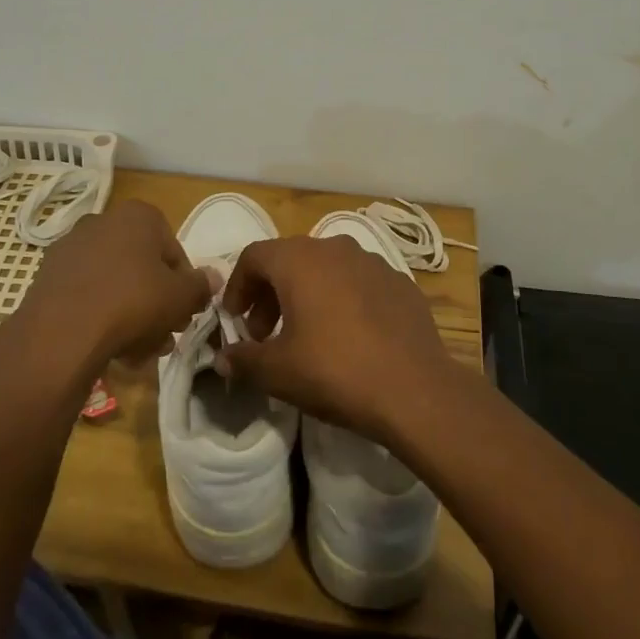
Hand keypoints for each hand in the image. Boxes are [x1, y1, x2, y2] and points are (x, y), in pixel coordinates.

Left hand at [18, 202, 211, 373]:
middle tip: (165, 335)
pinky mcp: (48, 277)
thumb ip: (201, 286)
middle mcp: (102, 221)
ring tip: (140, 352)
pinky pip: (87, 295)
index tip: (184, 312)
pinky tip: (110, 350)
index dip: (183, 285)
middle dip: (156, 303)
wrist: (62, 333)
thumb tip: (213, 278)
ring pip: (114, 283)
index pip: (173, 249)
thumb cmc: (133, 302)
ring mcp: (71, 248)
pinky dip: (101, 317)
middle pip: (141, 267)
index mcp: (138, 216)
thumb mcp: (181, 297)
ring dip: (131, 315)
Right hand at [217, 236, 450, 442]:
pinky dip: (342, 300)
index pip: (254, 256)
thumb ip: (244, 359)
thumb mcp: (278, 372)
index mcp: (299, 260)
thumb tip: (224, 357)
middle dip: (270, 293)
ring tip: (306, 334)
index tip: (235, 319)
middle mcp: (335, 248)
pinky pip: (359, 283)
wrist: (415, 390)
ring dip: (307, 294)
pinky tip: (348, 336)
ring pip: (326, 269)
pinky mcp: (400, 282)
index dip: (237, 286)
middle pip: (290, 260)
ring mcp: (373, 262)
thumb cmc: (335, 371)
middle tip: (265, 333)